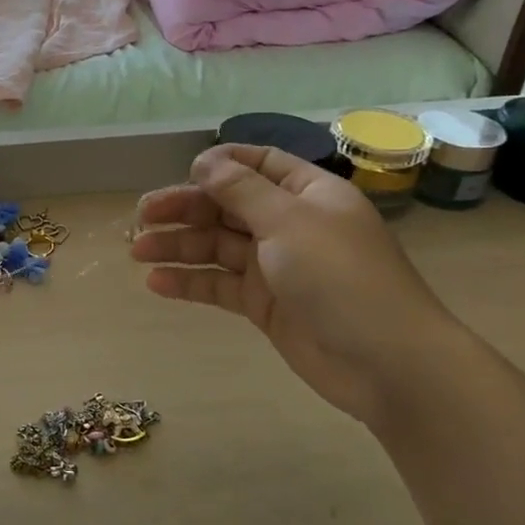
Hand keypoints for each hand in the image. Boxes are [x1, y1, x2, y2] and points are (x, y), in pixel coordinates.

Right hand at [130, 144, 463, 425]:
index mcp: (307, 194)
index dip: (221, 164)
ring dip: (178, 246)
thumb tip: (205, 160)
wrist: (386, 363)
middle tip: (142, 217)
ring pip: (217, 247)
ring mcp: (276, 267)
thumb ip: (241, 190)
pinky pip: (220, 285)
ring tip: (137, 252)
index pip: (259, 164)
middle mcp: (290, 225)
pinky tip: (156, 284)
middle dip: (185, 209)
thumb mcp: (288, 221)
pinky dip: (190, 283)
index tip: (183, 172)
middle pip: (228, 206)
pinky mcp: (265, 305)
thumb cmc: (340, 277)